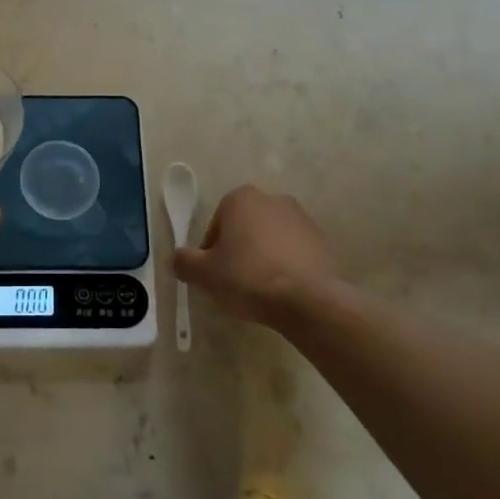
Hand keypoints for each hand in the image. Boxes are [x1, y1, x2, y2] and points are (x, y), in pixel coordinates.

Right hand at [174, 185, 344, 328]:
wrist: (309, 300)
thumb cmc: (248, 277)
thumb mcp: (204, 274)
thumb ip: (184, 262)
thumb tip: (177, 259)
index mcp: (240, 198)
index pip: (215, 226)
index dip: (210, 253)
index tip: (214, 276)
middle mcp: (272, 199)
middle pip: (244, 229)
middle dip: (238, 252)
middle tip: (235, 283)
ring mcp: (302, 219)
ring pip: (270, 240)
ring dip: (263, 259)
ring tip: (261, 291)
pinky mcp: (323, 241)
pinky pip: (294, 253)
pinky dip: (286, 267)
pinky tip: (284, 292)